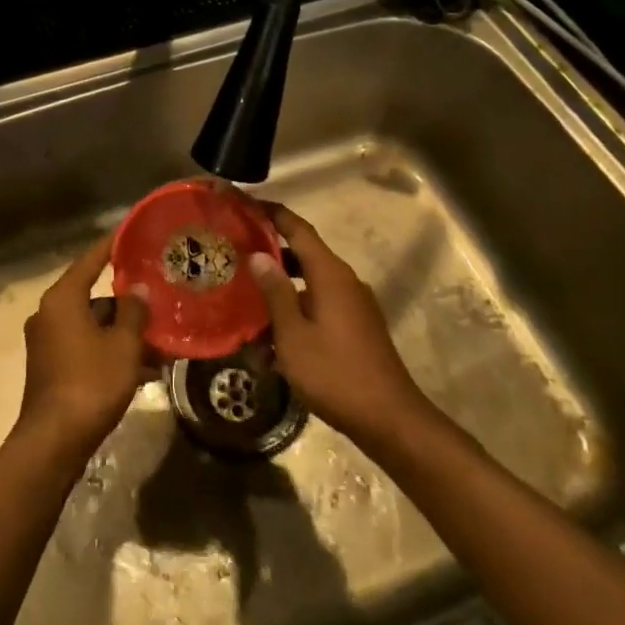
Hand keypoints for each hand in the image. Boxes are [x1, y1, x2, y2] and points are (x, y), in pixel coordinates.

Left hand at [17, 236, 149, 460]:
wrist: (54, 441)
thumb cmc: (90, 383)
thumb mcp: (123, 345)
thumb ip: (133, 312)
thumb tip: (138, 290)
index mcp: (62, 299)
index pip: (91, 260)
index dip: (113, 245)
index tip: (133, 232)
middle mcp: (49, 314)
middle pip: (94, 295)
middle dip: (128, 301)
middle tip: (159, 296)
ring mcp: (48, 342)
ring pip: (94, 325)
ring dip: (124, 332)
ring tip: (162, 340)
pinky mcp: (52, 367)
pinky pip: (87, 347)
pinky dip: (111, 351)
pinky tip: (146, 368)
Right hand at [250, 203, 445, 451]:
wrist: (390, 420)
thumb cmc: (336, 373)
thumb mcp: (294, 335)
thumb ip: (276, 292)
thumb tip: (258, 256)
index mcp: (331, 274)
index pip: (298, 228)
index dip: (272, 213)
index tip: (243, 204)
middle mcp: (344, 281)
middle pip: (303, 253)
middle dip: (269, 250)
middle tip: (233, 250)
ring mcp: (353, 304)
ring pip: (309, 282)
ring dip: (280, 285)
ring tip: (245, 293)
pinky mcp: (355, 326)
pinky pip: (319, 304)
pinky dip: (295, 308)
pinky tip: (270, 335)